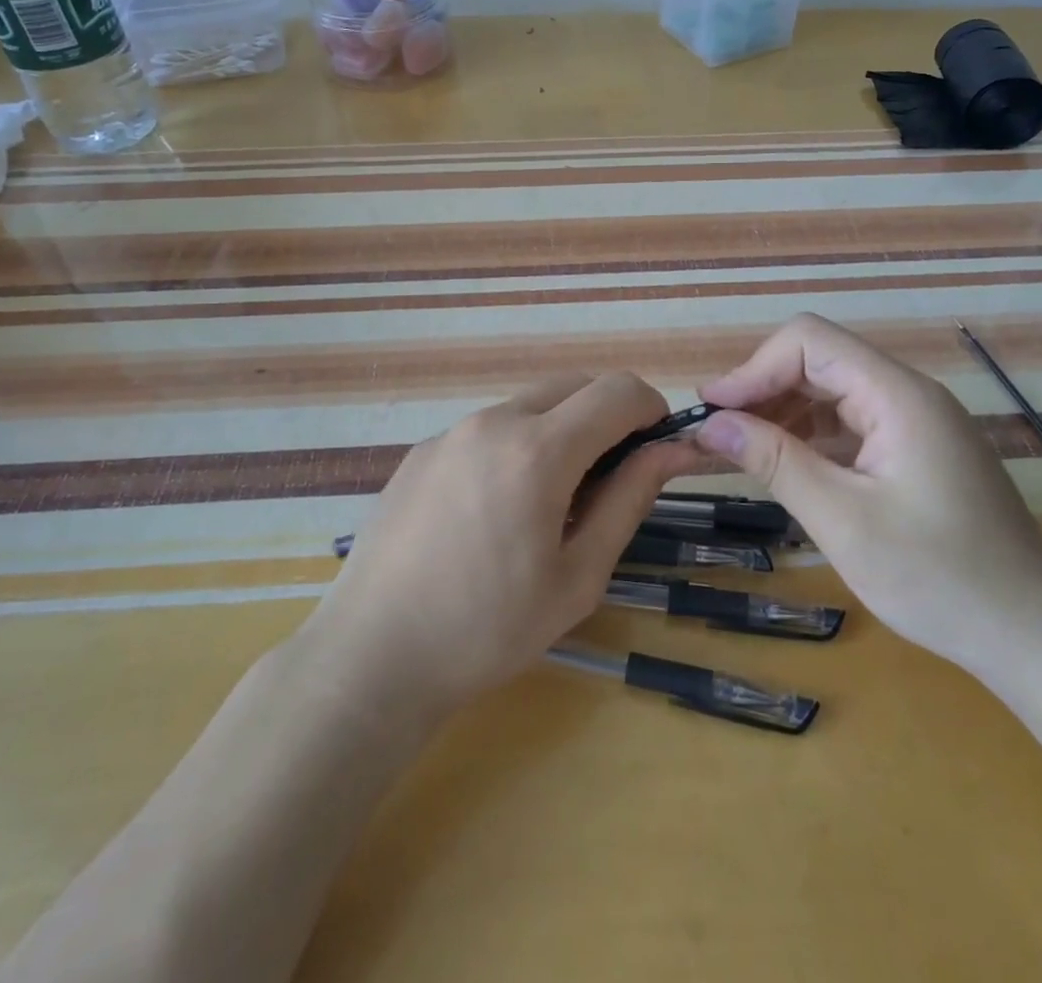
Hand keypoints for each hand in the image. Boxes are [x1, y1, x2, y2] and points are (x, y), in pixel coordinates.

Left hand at [309, 373, 700, 717]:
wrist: (371, 656)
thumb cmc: (488, 630)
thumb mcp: (578, 575)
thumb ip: (629, 500)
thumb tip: (670, 451)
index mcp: (538, 450)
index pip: (617, 391)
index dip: (651, 409)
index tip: (658, 447)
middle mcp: (494, 421)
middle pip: (574, 385)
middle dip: (608, 415)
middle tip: (609, 480)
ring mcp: (451, 431)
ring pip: (530, 405)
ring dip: (561, 430)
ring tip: (550, 503)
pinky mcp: (422, 450)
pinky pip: (488, 428)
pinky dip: (516, 445)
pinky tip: (495, 510)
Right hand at [695, 314, 1041, 676]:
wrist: (1034, 636)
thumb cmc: (939, 578)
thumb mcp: (843, 520)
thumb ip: (775, 462)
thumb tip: (712, 424)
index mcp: (898, 395)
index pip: (809, 341)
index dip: (753, 368)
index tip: (713, 412)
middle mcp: (908, 393)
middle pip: (819, 361)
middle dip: (763, 389)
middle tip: (716, 433)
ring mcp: (917, 421)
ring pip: (833, 391)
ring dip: (783, 413)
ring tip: (740, 450)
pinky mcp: (918, 449)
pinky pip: (852, 422)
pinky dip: (812, 436)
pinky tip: (787, 465)